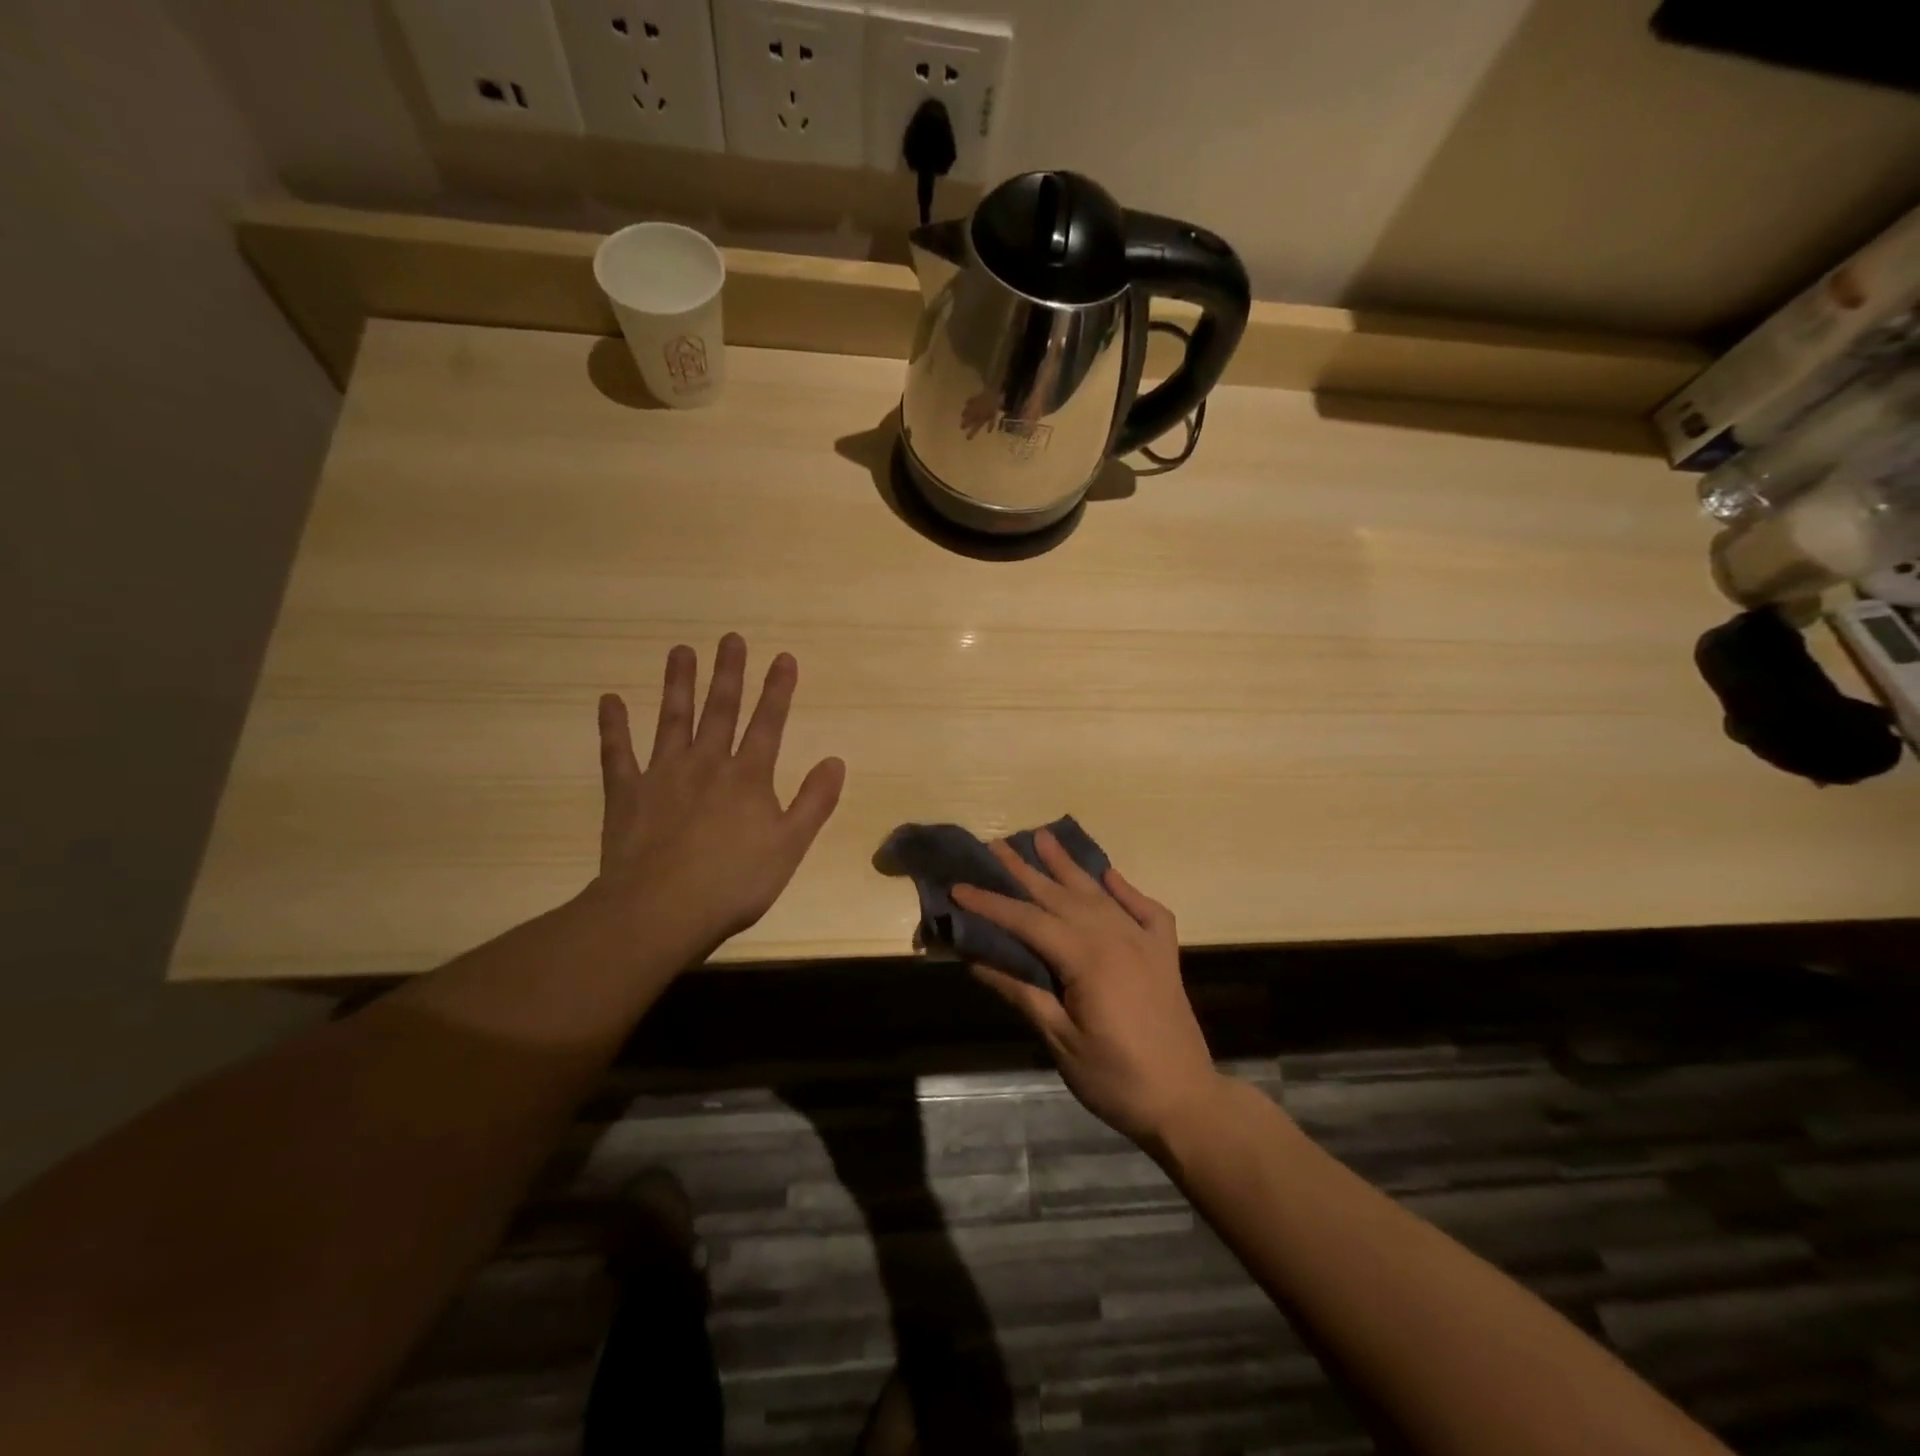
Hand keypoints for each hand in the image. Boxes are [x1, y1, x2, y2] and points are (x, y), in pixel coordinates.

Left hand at [593, 634, 844, 953]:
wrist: (661, 909)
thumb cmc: (734, 881)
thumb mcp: (790, 846)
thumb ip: (814, 801)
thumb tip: (835, 761)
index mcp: (748, 777)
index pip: (768, 723)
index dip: (778, 689)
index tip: (783, 657)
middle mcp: (707, 763)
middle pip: (720, 710)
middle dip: (728, 673)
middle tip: (730, 638)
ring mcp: (662, 774)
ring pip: (672, 719)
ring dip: (678, 684)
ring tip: (680, 651)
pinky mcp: (626, 793)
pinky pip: (618, 753)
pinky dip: (613, 726)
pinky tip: (610, 700)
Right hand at [954, 834, 1223, 1150]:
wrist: (1187, 1103)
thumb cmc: (1116, 1079)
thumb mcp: (1061, 1041)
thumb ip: (1023, 994)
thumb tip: (977, 960)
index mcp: (1087, 959)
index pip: (1028, 921)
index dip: (991, 904)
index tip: (958, 886)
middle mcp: (1115, 937)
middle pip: (1061, 895)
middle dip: (1025, 870)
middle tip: (997, 844)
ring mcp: (1143, 942)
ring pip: (1097, 894)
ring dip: (1068, 866)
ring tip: (1044, 837)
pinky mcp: (1164, 954)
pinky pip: (1146, 910)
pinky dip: (1126, 890)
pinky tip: (1110, 876)